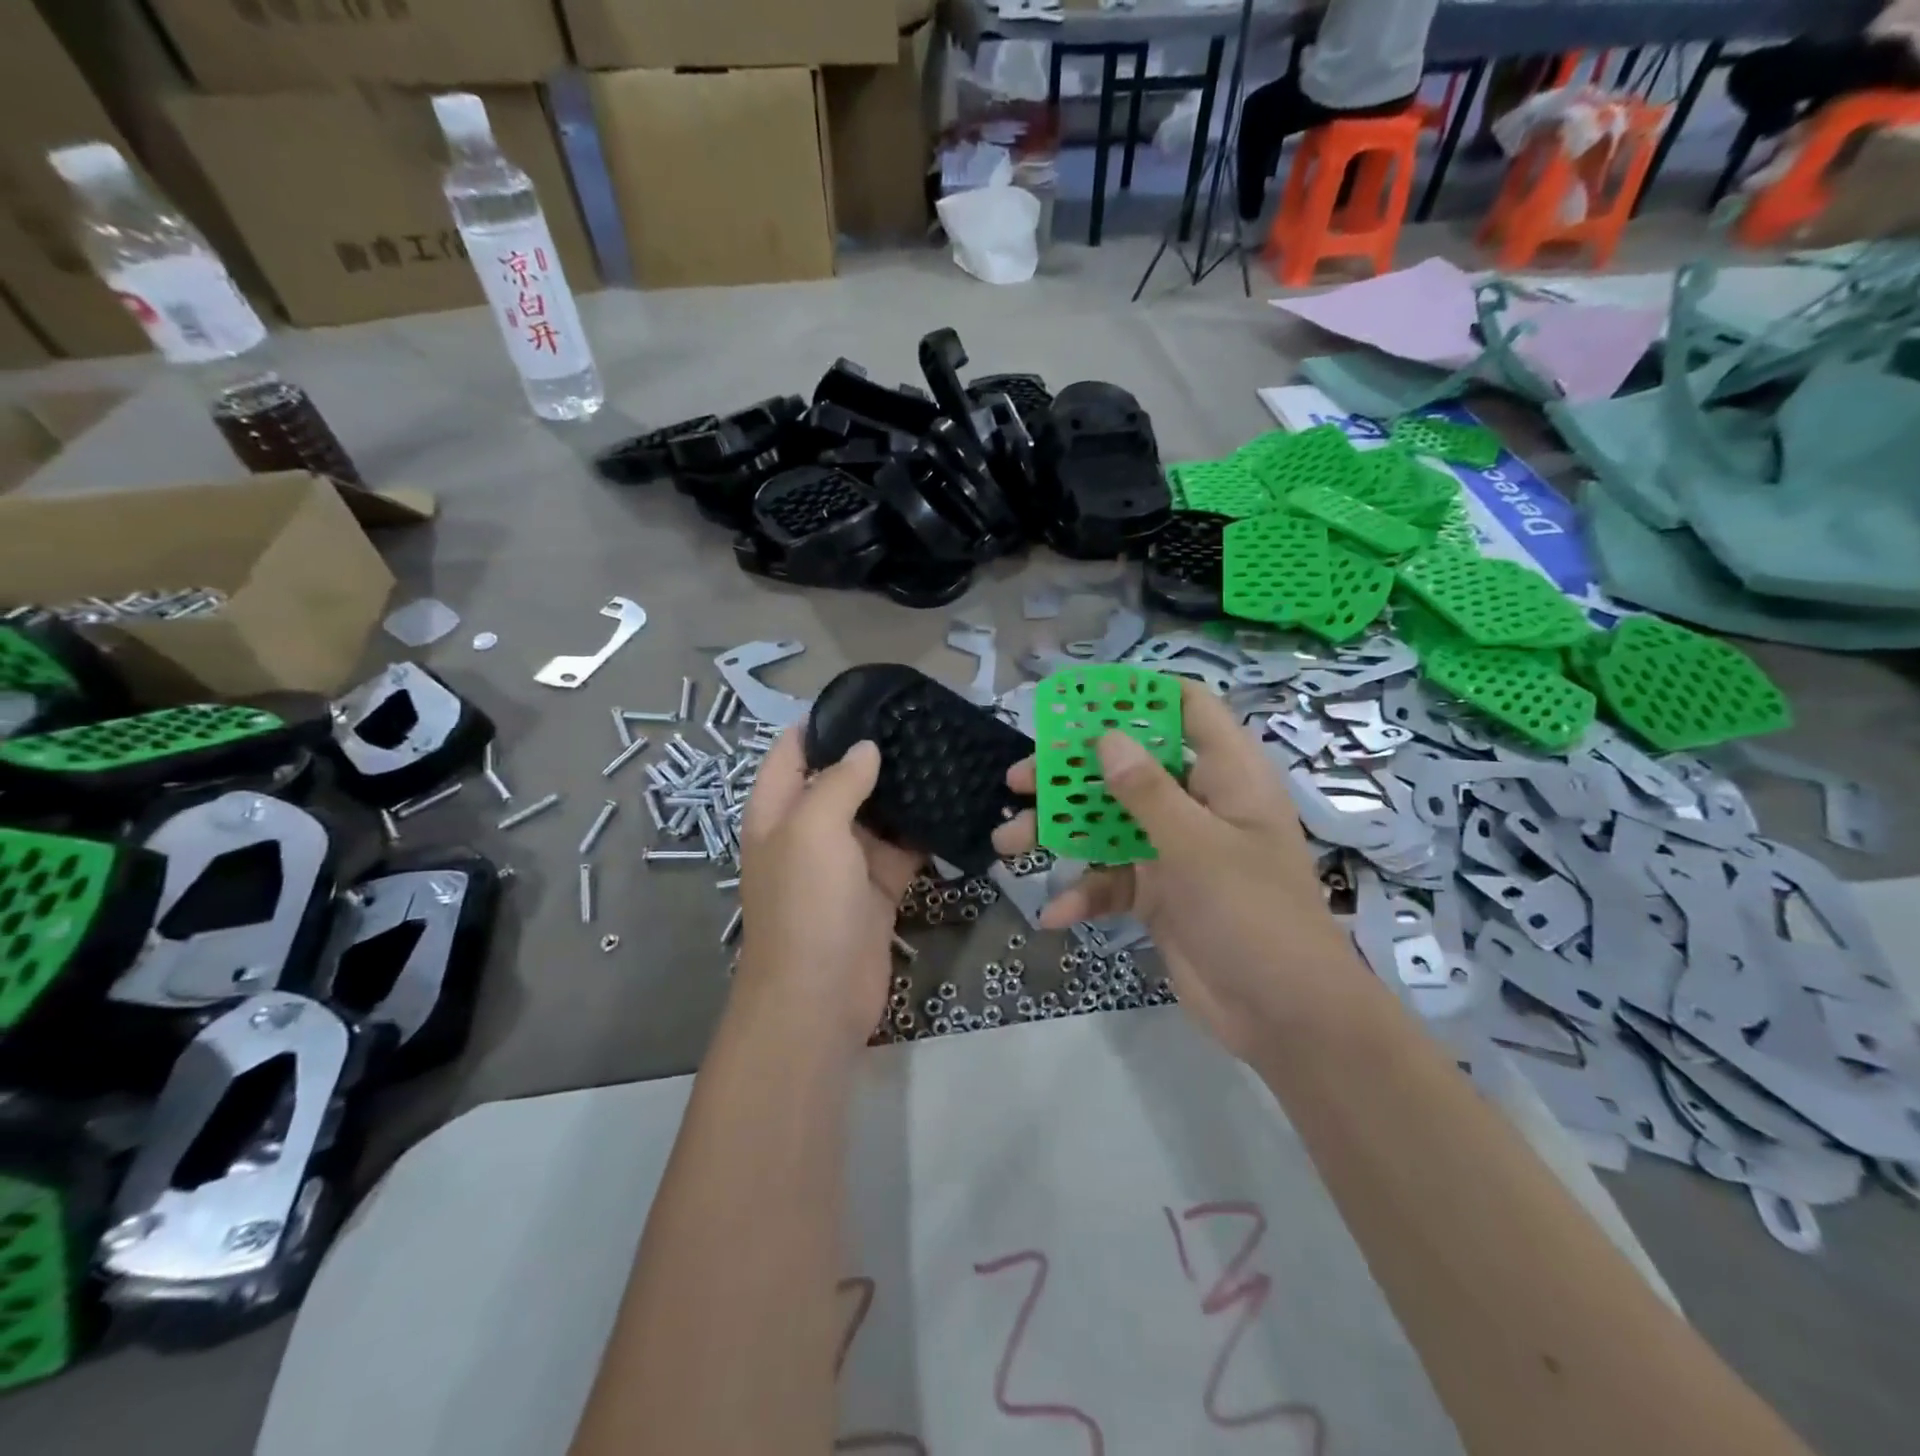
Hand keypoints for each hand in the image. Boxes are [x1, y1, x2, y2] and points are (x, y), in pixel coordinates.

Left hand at [736, 728, 921, 1049]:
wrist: (820, 996)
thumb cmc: (806, 904)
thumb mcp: (813, 830)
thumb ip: (839, 782)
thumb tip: (866, 748)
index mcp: (777, 812)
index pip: (792, 752)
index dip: (821, 723)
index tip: (867, 698)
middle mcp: (808, 832)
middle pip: (839, 780)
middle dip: (873, 753)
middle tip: (920, 722)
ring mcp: (845, 862)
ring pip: (876, 814)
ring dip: (902, 792)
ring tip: (943, 752)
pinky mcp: (877, 888)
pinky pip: (902, 850)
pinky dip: (923, 832)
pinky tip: (953, 804)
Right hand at [991, 680, 1362, 1060]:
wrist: (1285, 1018)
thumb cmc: (1253, 914)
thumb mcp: (1196, 847)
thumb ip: (1146, 791)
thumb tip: (1105, 737)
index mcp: (1226, 776)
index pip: (1188, 710)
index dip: (1137, 697)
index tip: (1080, 700)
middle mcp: (1198, 804)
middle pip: (1128, 768)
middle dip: (1071, 775)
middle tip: (1018, 780)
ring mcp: (1176, 851)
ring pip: (1109, 825)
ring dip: (1061, 834)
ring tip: (1007, 843)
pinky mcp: (1159, 894)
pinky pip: (1113, 881)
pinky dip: (1085, 894)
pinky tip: (1056, 914)